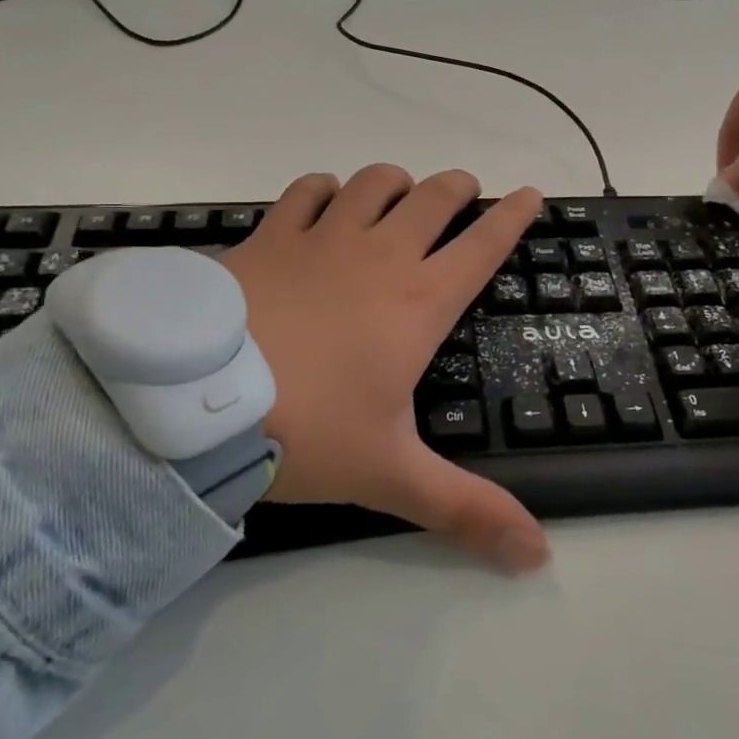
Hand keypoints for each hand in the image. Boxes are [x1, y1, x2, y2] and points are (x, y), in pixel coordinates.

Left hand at [219, 166, 549, 572]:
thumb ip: (465, 511)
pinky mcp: (272, 235)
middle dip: (458, 188)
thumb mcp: (390, 474)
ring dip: (395, 183)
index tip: (530, 193)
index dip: (513, 216)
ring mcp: (323, 238)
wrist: (200, 400)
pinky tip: (324, 199)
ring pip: (374, 184)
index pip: (483, 246)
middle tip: (465, 192)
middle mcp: (380, 256)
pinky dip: (324, 189)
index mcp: (418, 302)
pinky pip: (307, 191)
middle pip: (434, 198)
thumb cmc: (306, 430)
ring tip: (400, 193)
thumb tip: (538, 555)